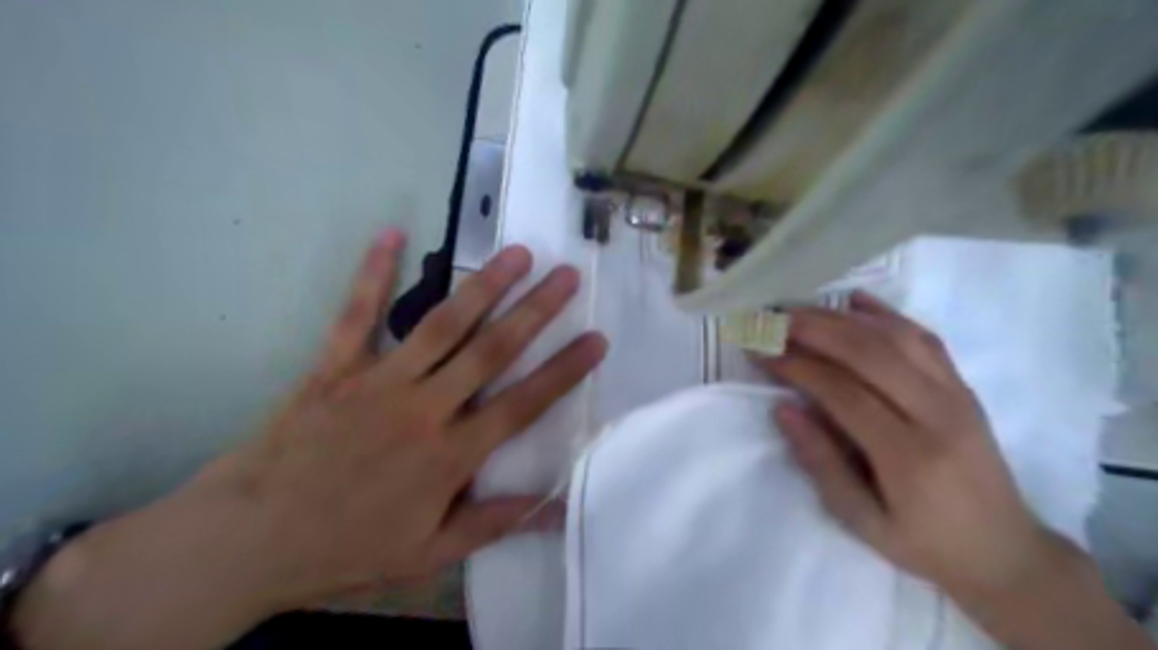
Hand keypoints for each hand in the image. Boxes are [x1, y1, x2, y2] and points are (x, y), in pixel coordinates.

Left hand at [12, 235, 609, 649]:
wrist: (247, 542)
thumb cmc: (347, 548)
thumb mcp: (429, 554)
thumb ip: (494, 524)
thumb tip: (558, 509)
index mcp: (449, 455)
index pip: (522, 404)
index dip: (564, 370)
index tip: (596, 339)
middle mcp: (422, 408)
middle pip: (491, 351)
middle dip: (536, 311)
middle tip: (566, 275)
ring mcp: (377, 381)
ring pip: (441, 324)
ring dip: (483, 286)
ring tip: (516, 253)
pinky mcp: (334, 368)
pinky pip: (356, 313)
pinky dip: (372, 272)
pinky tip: (390, 233)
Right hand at [753, 291, 1056, 601]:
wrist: (1005, 552)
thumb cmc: (925, 543)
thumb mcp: (861, 521)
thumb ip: (821, 462)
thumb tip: (783, 409)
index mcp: (910, 456)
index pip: (843, 392)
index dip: (796, 367)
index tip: (759, 353)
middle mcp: (938, 415)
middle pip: (870, 353)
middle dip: (814, 330)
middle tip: (771, 319)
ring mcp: (957, 395)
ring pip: (896, 338)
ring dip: (842, 317)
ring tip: (800, 310)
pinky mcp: (964, 387)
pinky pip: (924, 338)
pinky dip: (887, 314)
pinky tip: (855, 300)